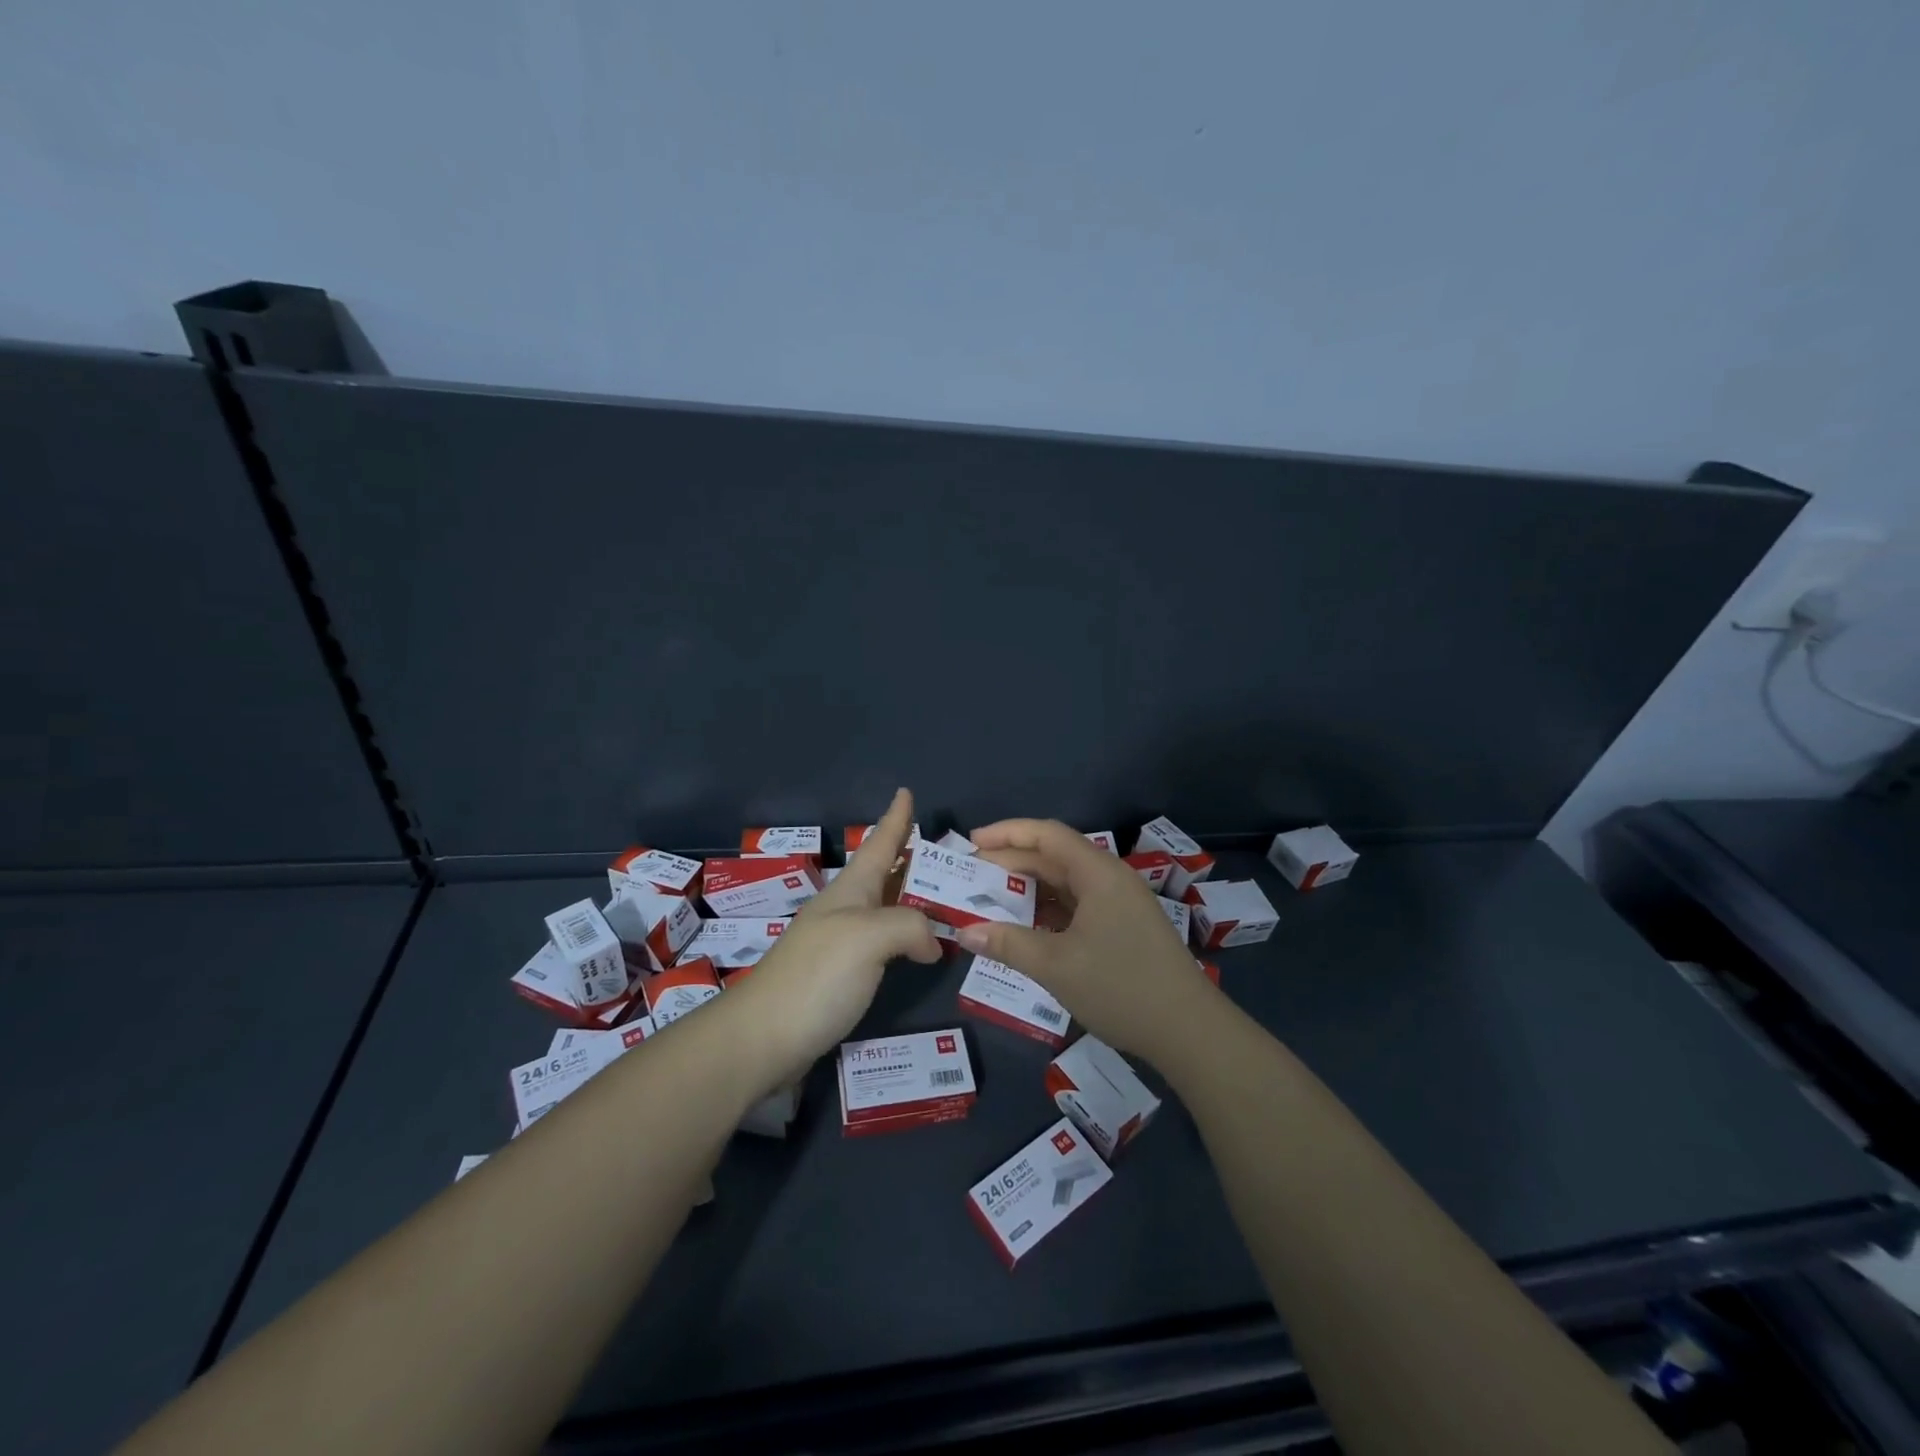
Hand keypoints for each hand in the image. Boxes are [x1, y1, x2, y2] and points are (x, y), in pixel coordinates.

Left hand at [719, 789, 940, 1092]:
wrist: (762, 1038)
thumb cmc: (816, 976)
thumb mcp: (869, 937)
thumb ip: (910, 926)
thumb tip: (931, 943)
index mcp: (850, 890)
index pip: (879, 843)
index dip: (895, 818)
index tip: (905, 791)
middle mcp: (845, 910)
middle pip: (884, 873)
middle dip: (911, 857)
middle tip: (947, 852)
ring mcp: (840, 943)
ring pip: (886, 908)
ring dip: (913, 897)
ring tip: (944, 894)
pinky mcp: (840, 976)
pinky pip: (884, 943)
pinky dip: (907, 937)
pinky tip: (920, 949)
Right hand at [959, 818, 1219, 1063]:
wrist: (1189, 1031)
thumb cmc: (1121, 988)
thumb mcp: (1056, 966)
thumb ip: (1008, 944)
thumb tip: (965, 933)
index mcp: (1098, 873)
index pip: (1047, 835)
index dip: (1007, 832)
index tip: (971, 843)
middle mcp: (1109, 879)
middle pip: (1054, 857)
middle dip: (1011, 862)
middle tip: (970, 876)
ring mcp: (1119, 904)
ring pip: (1065, 883)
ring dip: (1029, 888)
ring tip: (989, 899)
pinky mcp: (1123, 928)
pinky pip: (1077, 905)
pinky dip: (1047, 910)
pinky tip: (1025, 926)